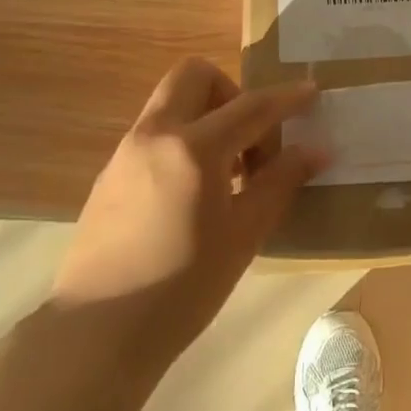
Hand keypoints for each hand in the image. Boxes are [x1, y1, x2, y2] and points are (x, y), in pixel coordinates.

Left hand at [52, 58, 324, 356]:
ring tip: (227, 173)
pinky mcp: (110, 172)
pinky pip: (155, 132)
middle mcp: (156, 134)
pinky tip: (194, 193)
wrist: (95, 335)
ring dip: (206, 116)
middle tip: (251, 137)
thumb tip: (316, 150)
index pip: (251, 107)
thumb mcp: (244, 236)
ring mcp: (127, 150)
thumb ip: (280, 183)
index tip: (311, 91)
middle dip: (230, 91)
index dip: (286, 98)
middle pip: (195, 75)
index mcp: (193, 148)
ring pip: (172, 101)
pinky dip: (182, 139)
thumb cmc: (181, 288)